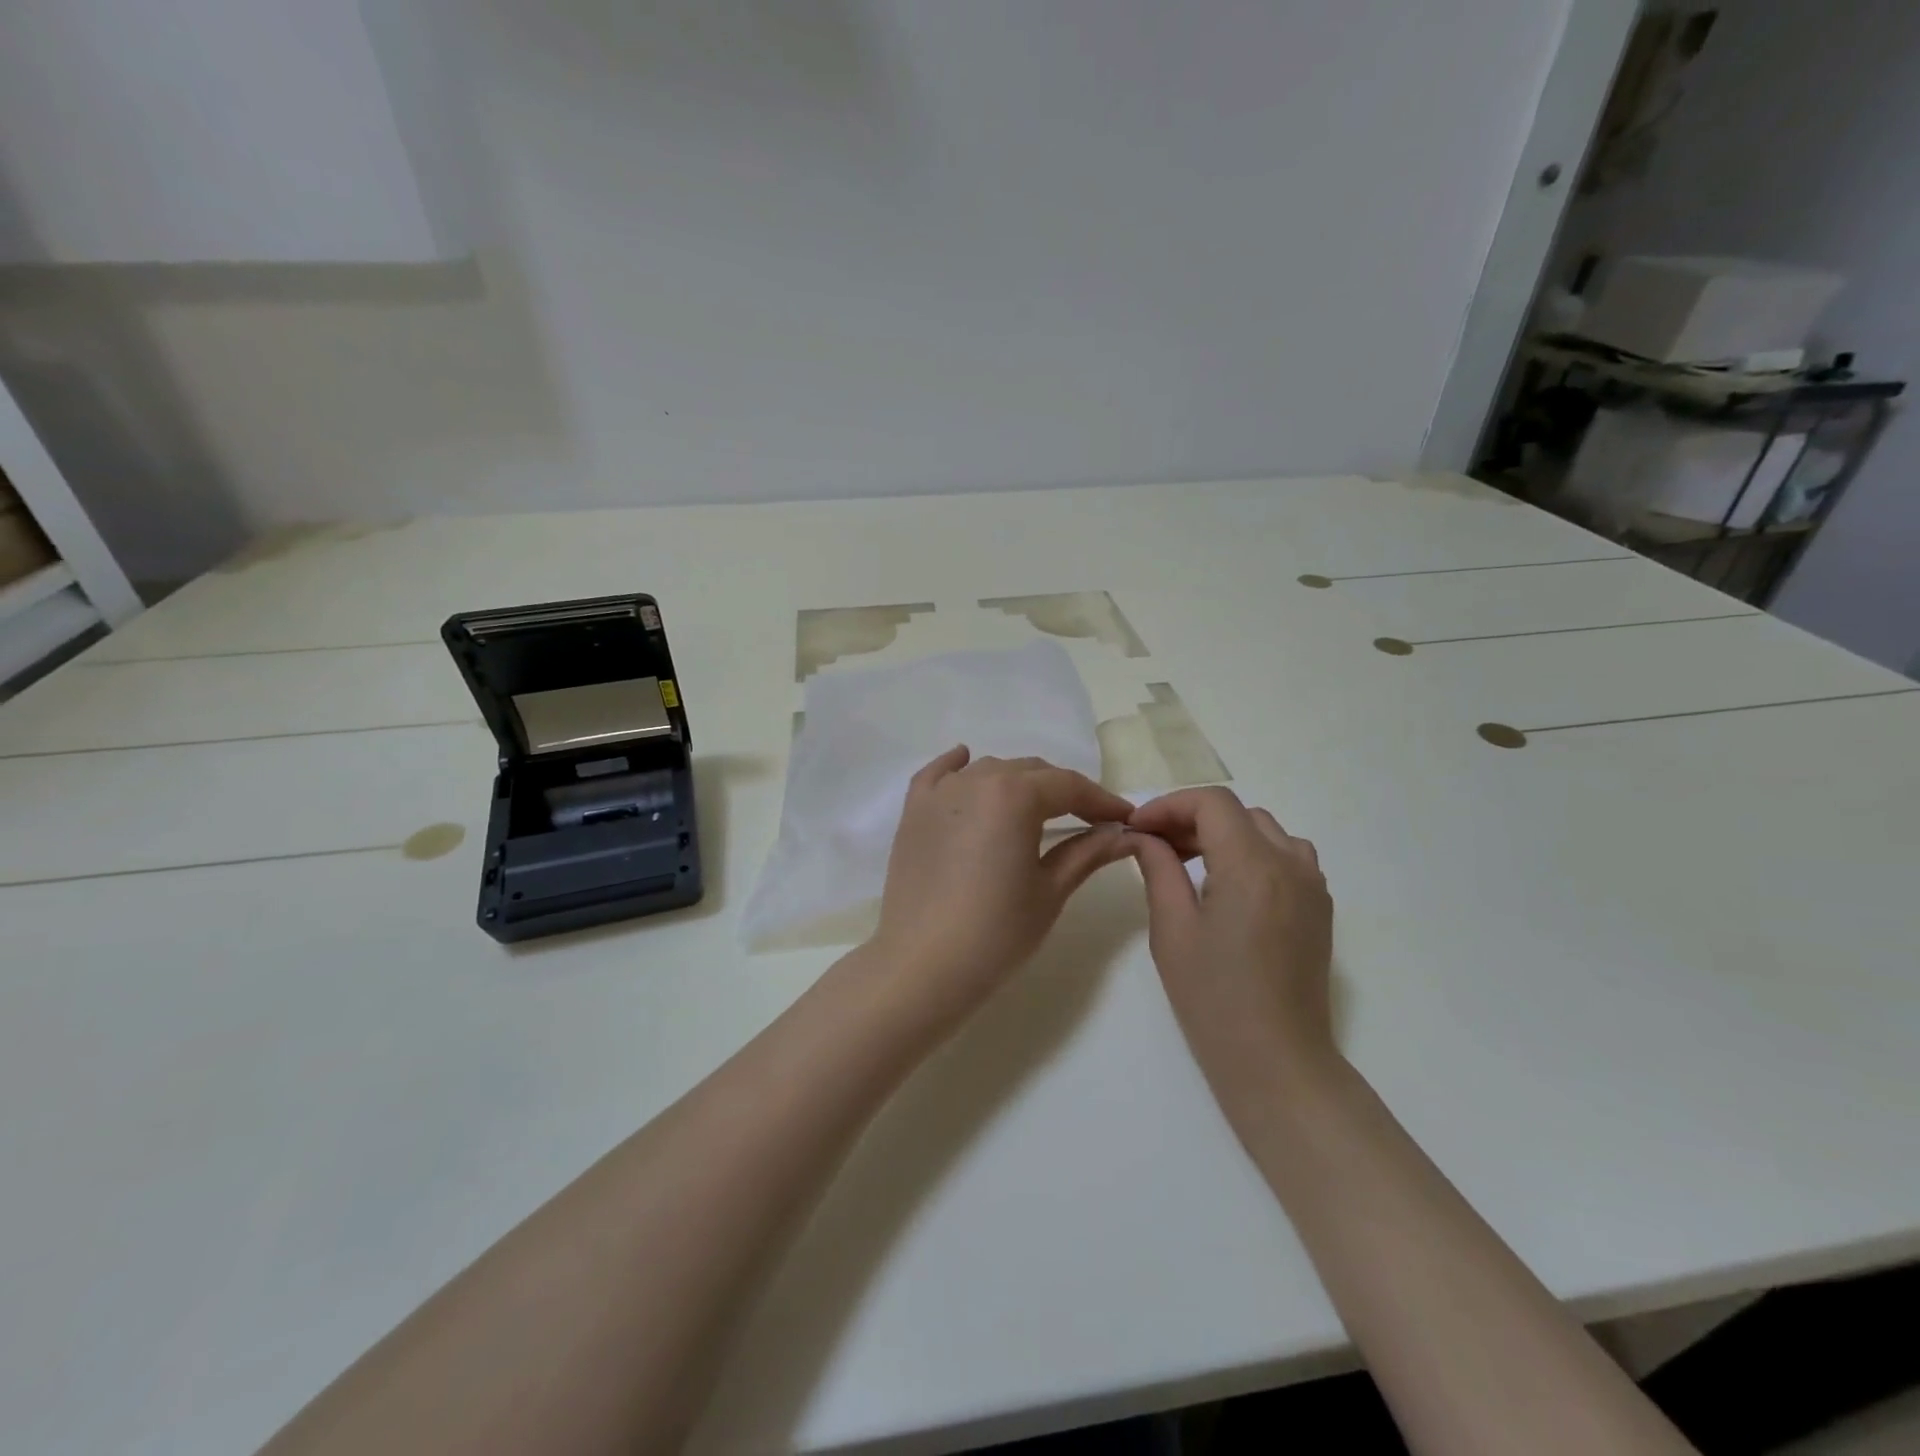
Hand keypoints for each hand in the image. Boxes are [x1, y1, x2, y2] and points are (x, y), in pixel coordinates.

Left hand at [868, 746, 1134, 1019]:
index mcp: (1014, 795)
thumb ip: (1087, 852)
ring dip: (1018, 782)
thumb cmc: (996, 932)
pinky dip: (957, 767)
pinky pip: (938, 774)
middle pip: (1030, 772)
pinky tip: (966, 762)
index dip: (1101, 800)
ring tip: (1037, 808)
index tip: (1124, 818)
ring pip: (989, 771)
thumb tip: (1122, 834)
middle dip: (1063, 791)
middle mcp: (976, 780)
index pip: (1069, 786)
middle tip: (1088, 819)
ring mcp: (940, 793)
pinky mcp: (913, 811)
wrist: (923, 965)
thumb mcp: (1050, 891)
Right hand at [1129, 788, 1336, 1107]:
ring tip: (1189, 861)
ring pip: (1264, 830)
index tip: (1137, 828)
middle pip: (1237, 812)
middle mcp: (1291, 863)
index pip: (1211, 803)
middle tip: (1154, 845)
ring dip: (1224, 833)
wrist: (1277, 1060)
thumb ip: (1158, 868)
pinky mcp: (1319, 906)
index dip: (1168, 806)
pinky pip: (1286, 855)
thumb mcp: (1172, 929)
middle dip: (1191, 818)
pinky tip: (1227, 884)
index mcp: (1252, 866)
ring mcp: (1313, 884)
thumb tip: (1143, 836)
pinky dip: (1252, 852)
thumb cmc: (1213, 998)